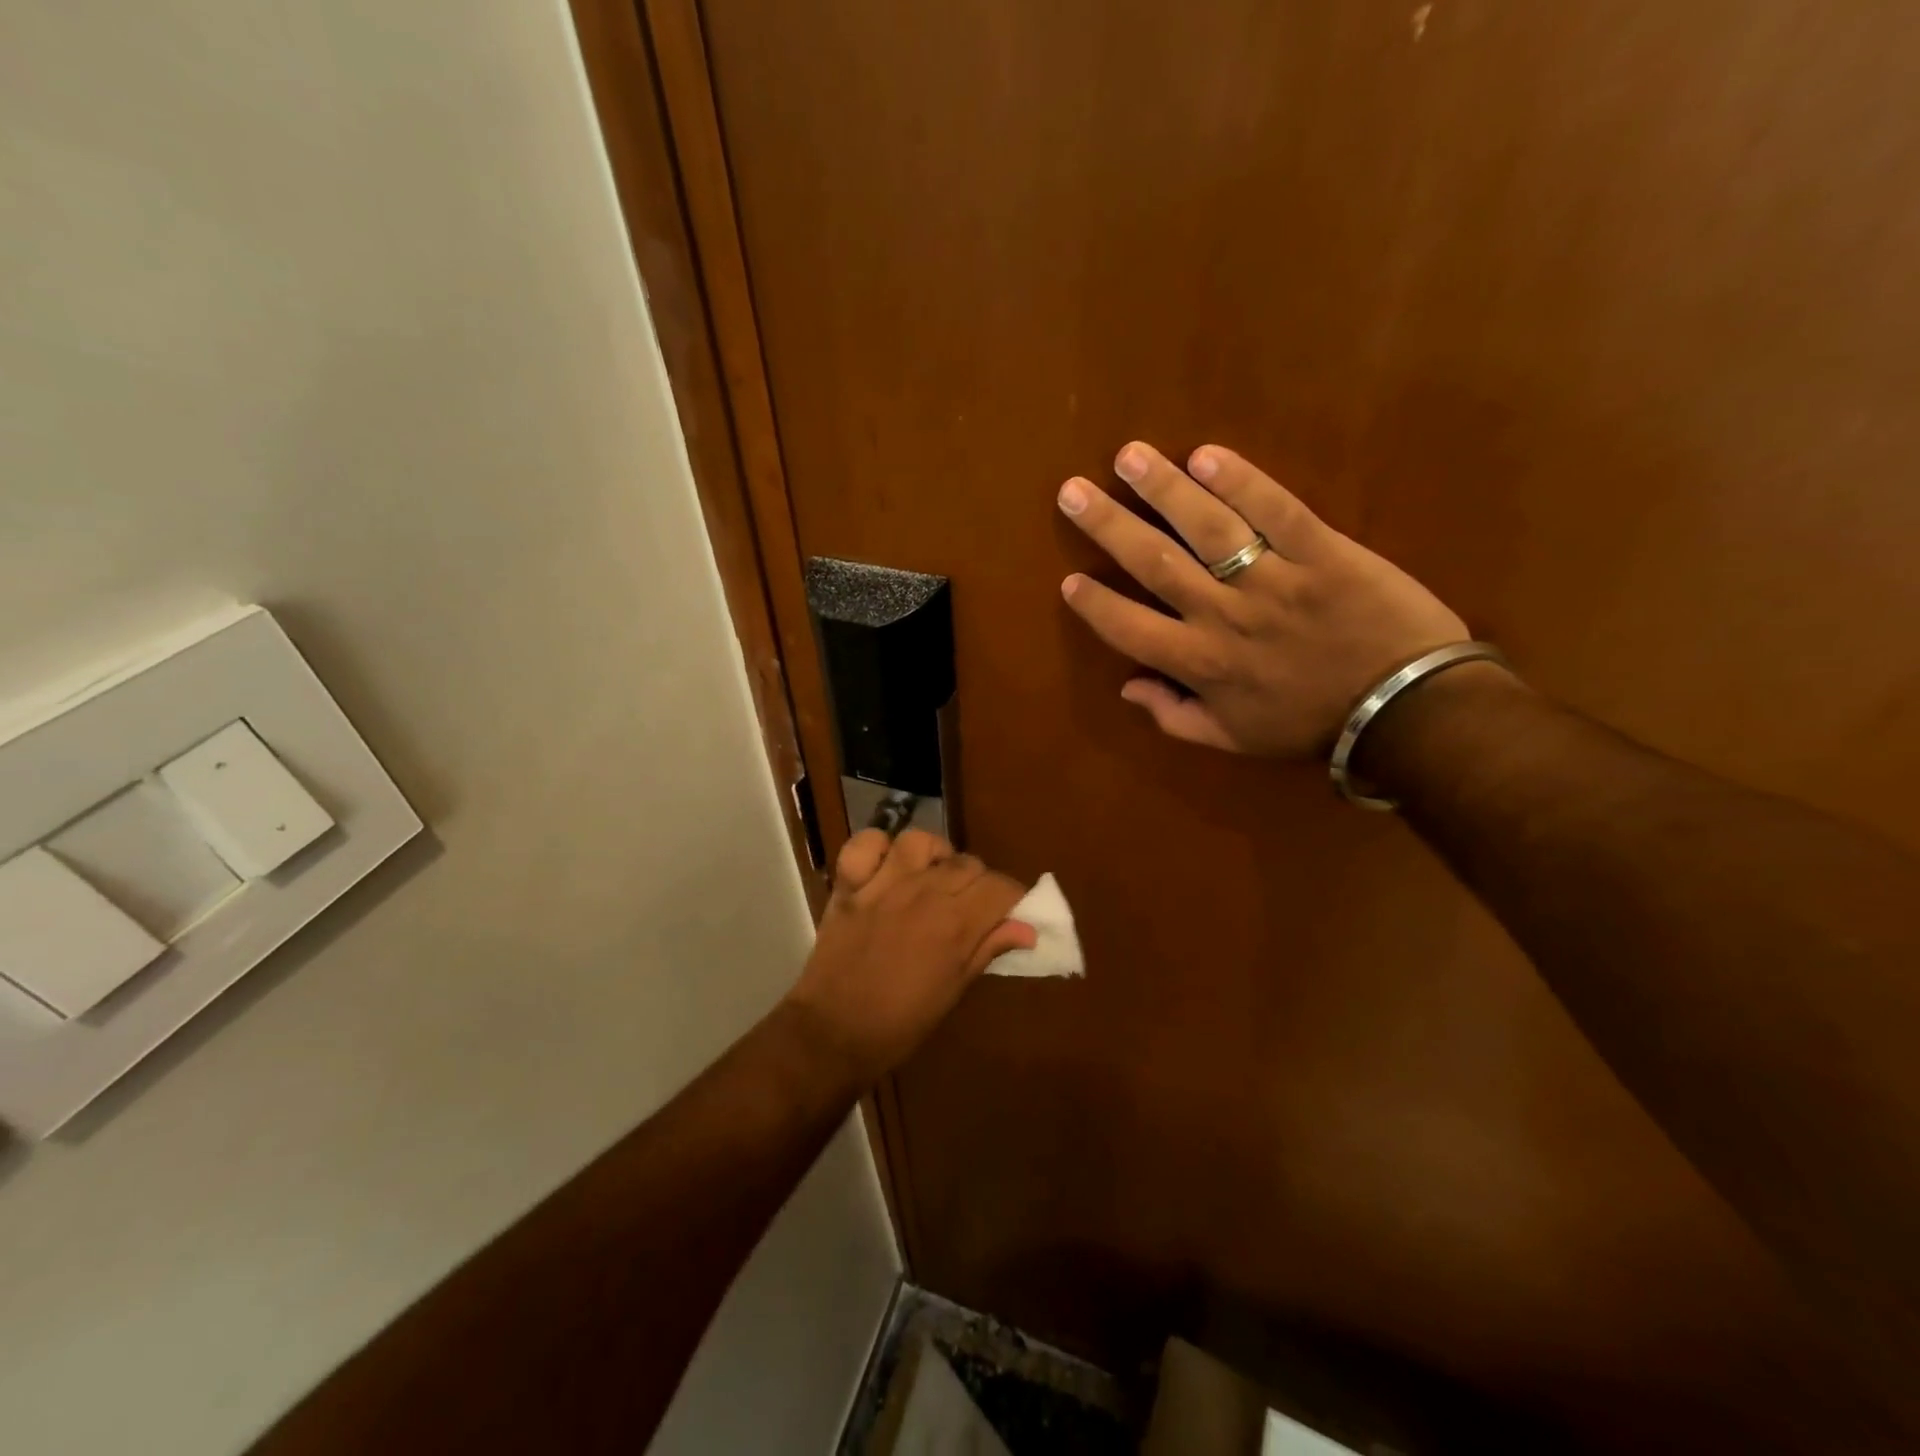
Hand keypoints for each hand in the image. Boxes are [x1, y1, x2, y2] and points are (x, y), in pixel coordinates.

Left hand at [783, 829, 1035, 1082]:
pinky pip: (866, 843)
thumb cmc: (900, 1023)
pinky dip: (878, 847)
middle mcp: (923, 893)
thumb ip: (988, 949)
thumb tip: (1028, 929)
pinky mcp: (850, 885)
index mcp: (954, 924)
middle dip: (978, 882)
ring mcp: (883, 884)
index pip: (1000, 887)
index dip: (1012, 897)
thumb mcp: (954, 991)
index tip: (1009, 912)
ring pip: (920, 841)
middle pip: (967, 863)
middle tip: (970, 906)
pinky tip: (886, 867)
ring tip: (932, 878)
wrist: (833, 1034)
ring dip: (934, 856)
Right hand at [1057, 441, 1468, 757]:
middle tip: (1073, 491)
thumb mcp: (1233, 739)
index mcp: (1200, 664)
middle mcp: (1223, 616)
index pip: (1129, 628)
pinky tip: (1206, 455)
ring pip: (1207, 528)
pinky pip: (1276, 511)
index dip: (1094, 605)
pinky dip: (1242, 481)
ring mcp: (1273, 580)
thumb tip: (1127, 688)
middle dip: (1108, 526)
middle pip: (1154, 563)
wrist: (1403, 709)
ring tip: (1129, 456)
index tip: (1069, 580)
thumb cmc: (1309, 724)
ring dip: (1164, 489)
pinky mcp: (1322, 552)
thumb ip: (1174, 716)